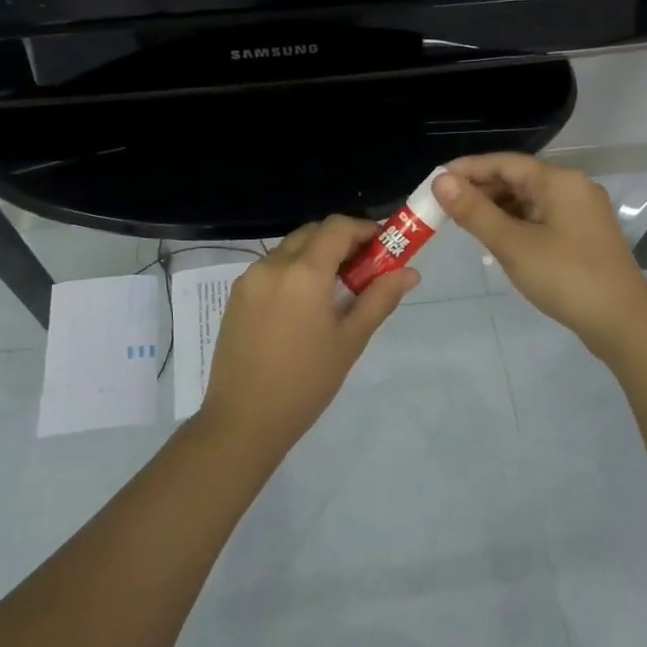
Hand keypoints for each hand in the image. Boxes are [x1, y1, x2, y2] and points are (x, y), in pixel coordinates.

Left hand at [197, 214, 418, 446]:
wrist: (244, 419)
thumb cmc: (306, 382)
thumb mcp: (350, 340)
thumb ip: (380, 299)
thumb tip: (410, 272)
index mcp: (304, 271)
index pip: (338, 227)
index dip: (365, 229)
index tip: (384, 247)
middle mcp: (273, 264)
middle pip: (313, 233)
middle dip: (342, 241)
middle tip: (364, 270)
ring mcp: (249, 279)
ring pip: (290, 249)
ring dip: (316, 256)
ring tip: (336, 292)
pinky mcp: (236, 296)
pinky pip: (271, 269)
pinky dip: (293, 272)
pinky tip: (304, 306)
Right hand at [433, 153, 646, 357]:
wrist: (622, 322)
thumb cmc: (565, 276)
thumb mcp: (512, 244)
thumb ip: (474, 211)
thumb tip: (440, 181)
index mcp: (558, 180)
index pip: (504, 162)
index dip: (467, 169)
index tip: (434, 182)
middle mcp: (573, 187)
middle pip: (517, 178)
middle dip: (479, 190)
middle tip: (443, 208)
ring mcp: (581, 212)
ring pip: (529, 200)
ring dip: (496, 208)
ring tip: (464, 225)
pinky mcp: (583, 235)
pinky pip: (541, 217)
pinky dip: (516, 223)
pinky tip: (497, 239)